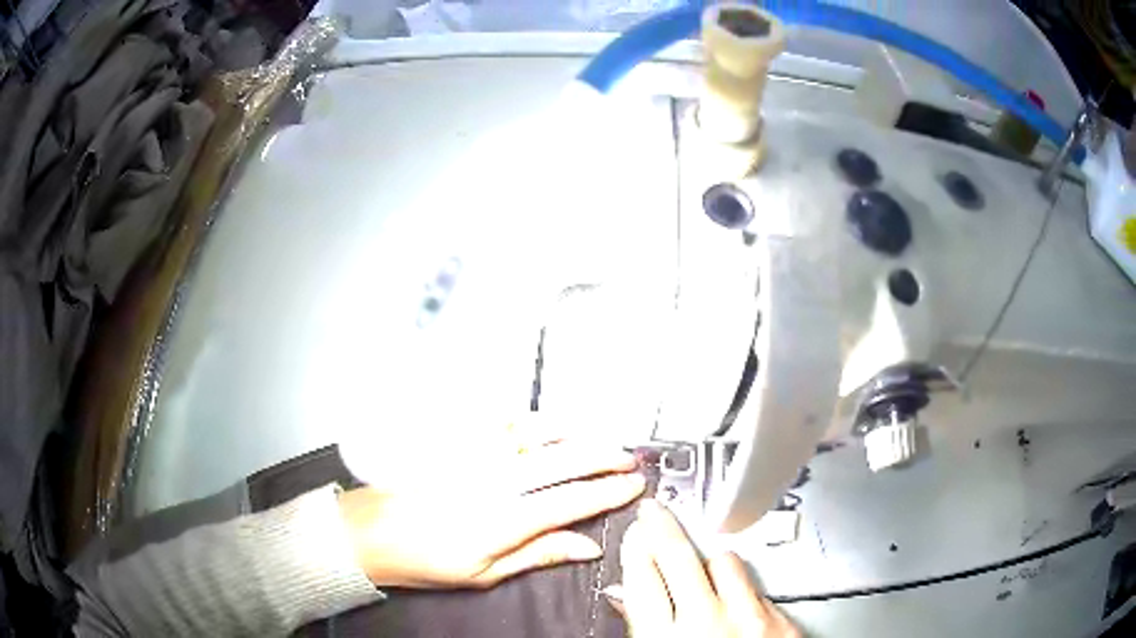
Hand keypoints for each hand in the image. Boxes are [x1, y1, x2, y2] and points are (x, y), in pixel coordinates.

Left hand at [338, 440, 644, 588]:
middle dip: (604, 456)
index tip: (634, 485)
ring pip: (537, 434)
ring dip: (575, 434)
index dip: (609, 492)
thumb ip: (540, 554)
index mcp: (502, 520)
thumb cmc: (425, 559)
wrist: (373, 532)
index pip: (572, 500)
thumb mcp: (486, 573)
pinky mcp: (457, 442)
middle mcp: (493, 481)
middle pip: (563, 460)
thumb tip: (586, 546)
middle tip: (629, 459)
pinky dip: (535, 422)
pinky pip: (504, 424)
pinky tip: (550, 427)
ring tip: (599, 439)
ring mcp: (474, 455)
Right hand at [612, 499, 799, 636]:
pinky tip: (738, 607)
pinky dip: (744, 592)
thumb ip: (642, 630)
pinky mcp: (781, 619)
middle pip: (678, 557)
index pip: (642, 580)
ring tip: (707, 578)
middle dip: (662, 528)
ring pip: (725, 562)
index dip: (635, 550)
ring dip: (712, 565)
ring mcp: (750, 618)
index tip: (634, 532)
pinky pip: (757, 588)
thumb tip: (626, 599)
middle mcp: (707, 623)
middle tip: (654, 512)